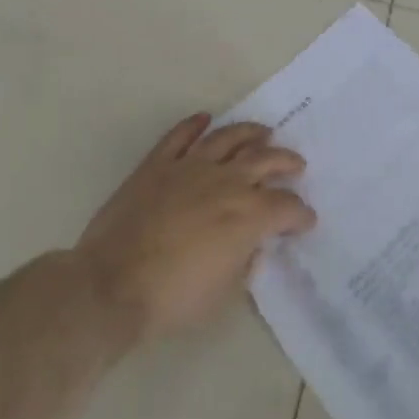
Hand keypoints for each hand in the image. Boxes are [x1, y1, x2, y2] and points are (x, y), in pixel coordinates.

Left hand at [75, 114, 315, 342]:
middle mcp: (226, 182)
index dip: (301, 214)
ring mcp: (190, 167)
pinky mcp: (157, 164)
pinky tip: (205, 119)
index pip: (286, 206)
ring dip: (250, 133)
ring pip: (228, 138)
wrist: (112, 285)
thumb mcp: (224, 293)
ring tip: (263, 133)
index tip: (306, 220)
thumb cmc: (173, 298)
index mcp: (248, 216)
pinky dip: (195, 125)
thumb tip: (253, 245)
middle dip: (286, 162)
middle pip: (266, 160)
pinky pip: (180, 136)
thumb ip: (245, 262)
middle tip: (296, 165)